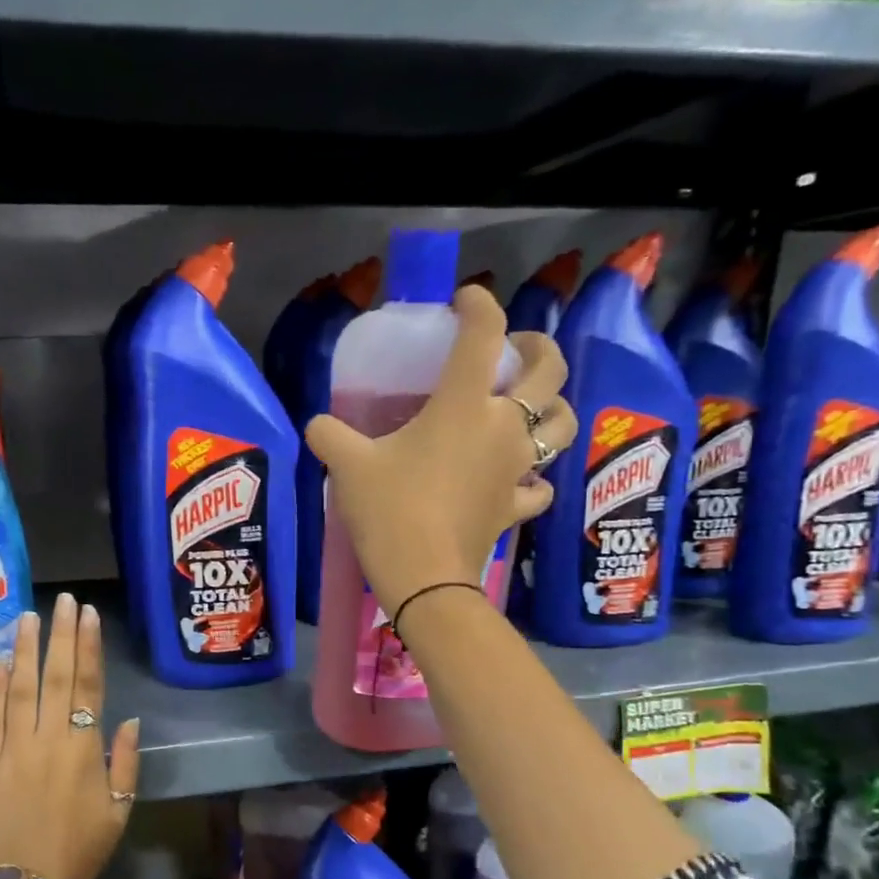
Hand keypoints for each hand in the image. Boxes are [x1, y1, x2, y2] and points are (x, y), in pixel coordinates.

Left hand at [0, 593, 140, 878]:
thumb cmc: (79, 850)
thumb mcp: (119, 811)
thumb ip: (126, 762)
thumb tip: (129, 721)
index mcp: (83, 749)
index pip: (88, 686)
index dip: (89, 648)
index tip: (89, 615)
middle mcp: (47, 739)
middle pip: (55, 677)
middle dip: (61, 635)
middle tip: (63, 600)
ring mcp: (10, 749)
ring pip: (19, 689)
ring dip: (25, 651)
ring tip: (29, 617)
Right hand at [305, 286, 576, 614]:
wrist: (424, 577)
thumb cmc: (389, 511)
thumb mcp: (346, 466)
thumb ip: (329, 436)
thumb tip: (316, 425)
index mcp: (463, 404)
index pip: (484, 334)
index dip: (479, 305)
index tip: (464, 301)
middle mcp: (503, 427)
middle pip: (550, 370)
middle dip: (540, 347)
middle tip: (518, 349)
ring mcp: (516, 469)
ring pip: (562, 425)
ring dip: (555, 408)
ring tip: (534, 408)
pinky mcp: (515, 507)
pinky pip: (540, 486)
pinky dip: (535, 478)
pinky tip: (519, 480)